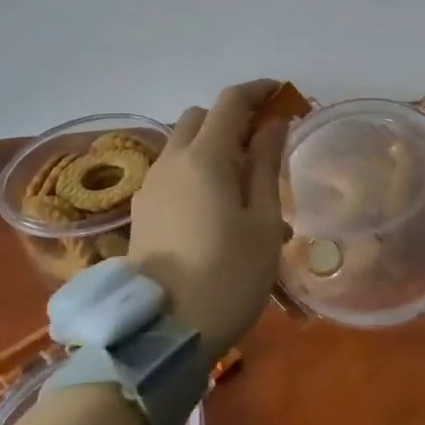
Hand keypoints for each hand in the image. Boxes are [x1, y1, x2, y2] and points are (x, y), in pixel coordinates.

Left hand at [129, 81, 287, 364]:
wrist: (163, 334)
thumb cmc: (228, 276)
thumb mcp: (263, 221)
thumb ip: (266, 164)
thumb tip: (273, 123)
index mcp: (204, 157)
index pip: (230, 102)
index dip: (257, 91)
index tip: (282, 94)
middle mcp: (171, 161)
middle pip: (199, 117)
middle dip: (231, 117)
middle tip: (263, 142)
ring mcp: (151, 186)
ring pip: (182, 144)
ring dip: (212, 144)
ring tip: (243, 180)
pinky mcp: (142, 211)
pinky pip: (172, 171)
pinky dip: (196, 168)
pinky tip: (217, 205)